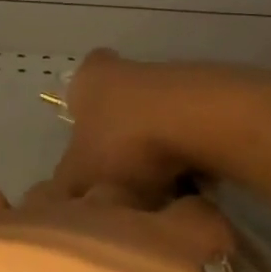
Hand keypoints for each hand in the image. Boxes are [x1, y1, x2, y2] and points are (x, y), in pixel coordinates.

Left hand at [0, 183, 270, 271]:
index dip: (213, 233)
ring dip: (63, 211)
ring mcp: (37, 213)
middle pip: (125, 196)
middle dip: (132, 212)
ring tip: (63, 240)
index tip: (215, 248)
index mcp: (163, 242)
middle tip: (133, 243)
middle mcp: (101, 213)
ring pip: (57, 193)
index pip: (202, 221)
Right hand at [50, 49, 197, 204]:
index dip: (79, 124)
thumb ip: (65, 190)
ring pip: (154, 122)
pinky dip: (187, 156)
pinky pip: (189, 132)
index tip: (88, 156)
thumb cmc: (125, 143)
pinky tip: (191, 185)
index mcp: (87, 80)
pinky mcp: (208, 97)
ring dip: (156, 153)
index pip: (75, 93)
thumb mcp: (80, 177)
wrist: (202, 123)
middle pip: (117, 109)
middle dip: (119, 144)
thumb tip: (61, 203)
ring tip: (159, 193)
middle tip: (120, 182)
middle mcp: (126, 69)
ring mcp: (171, 80)